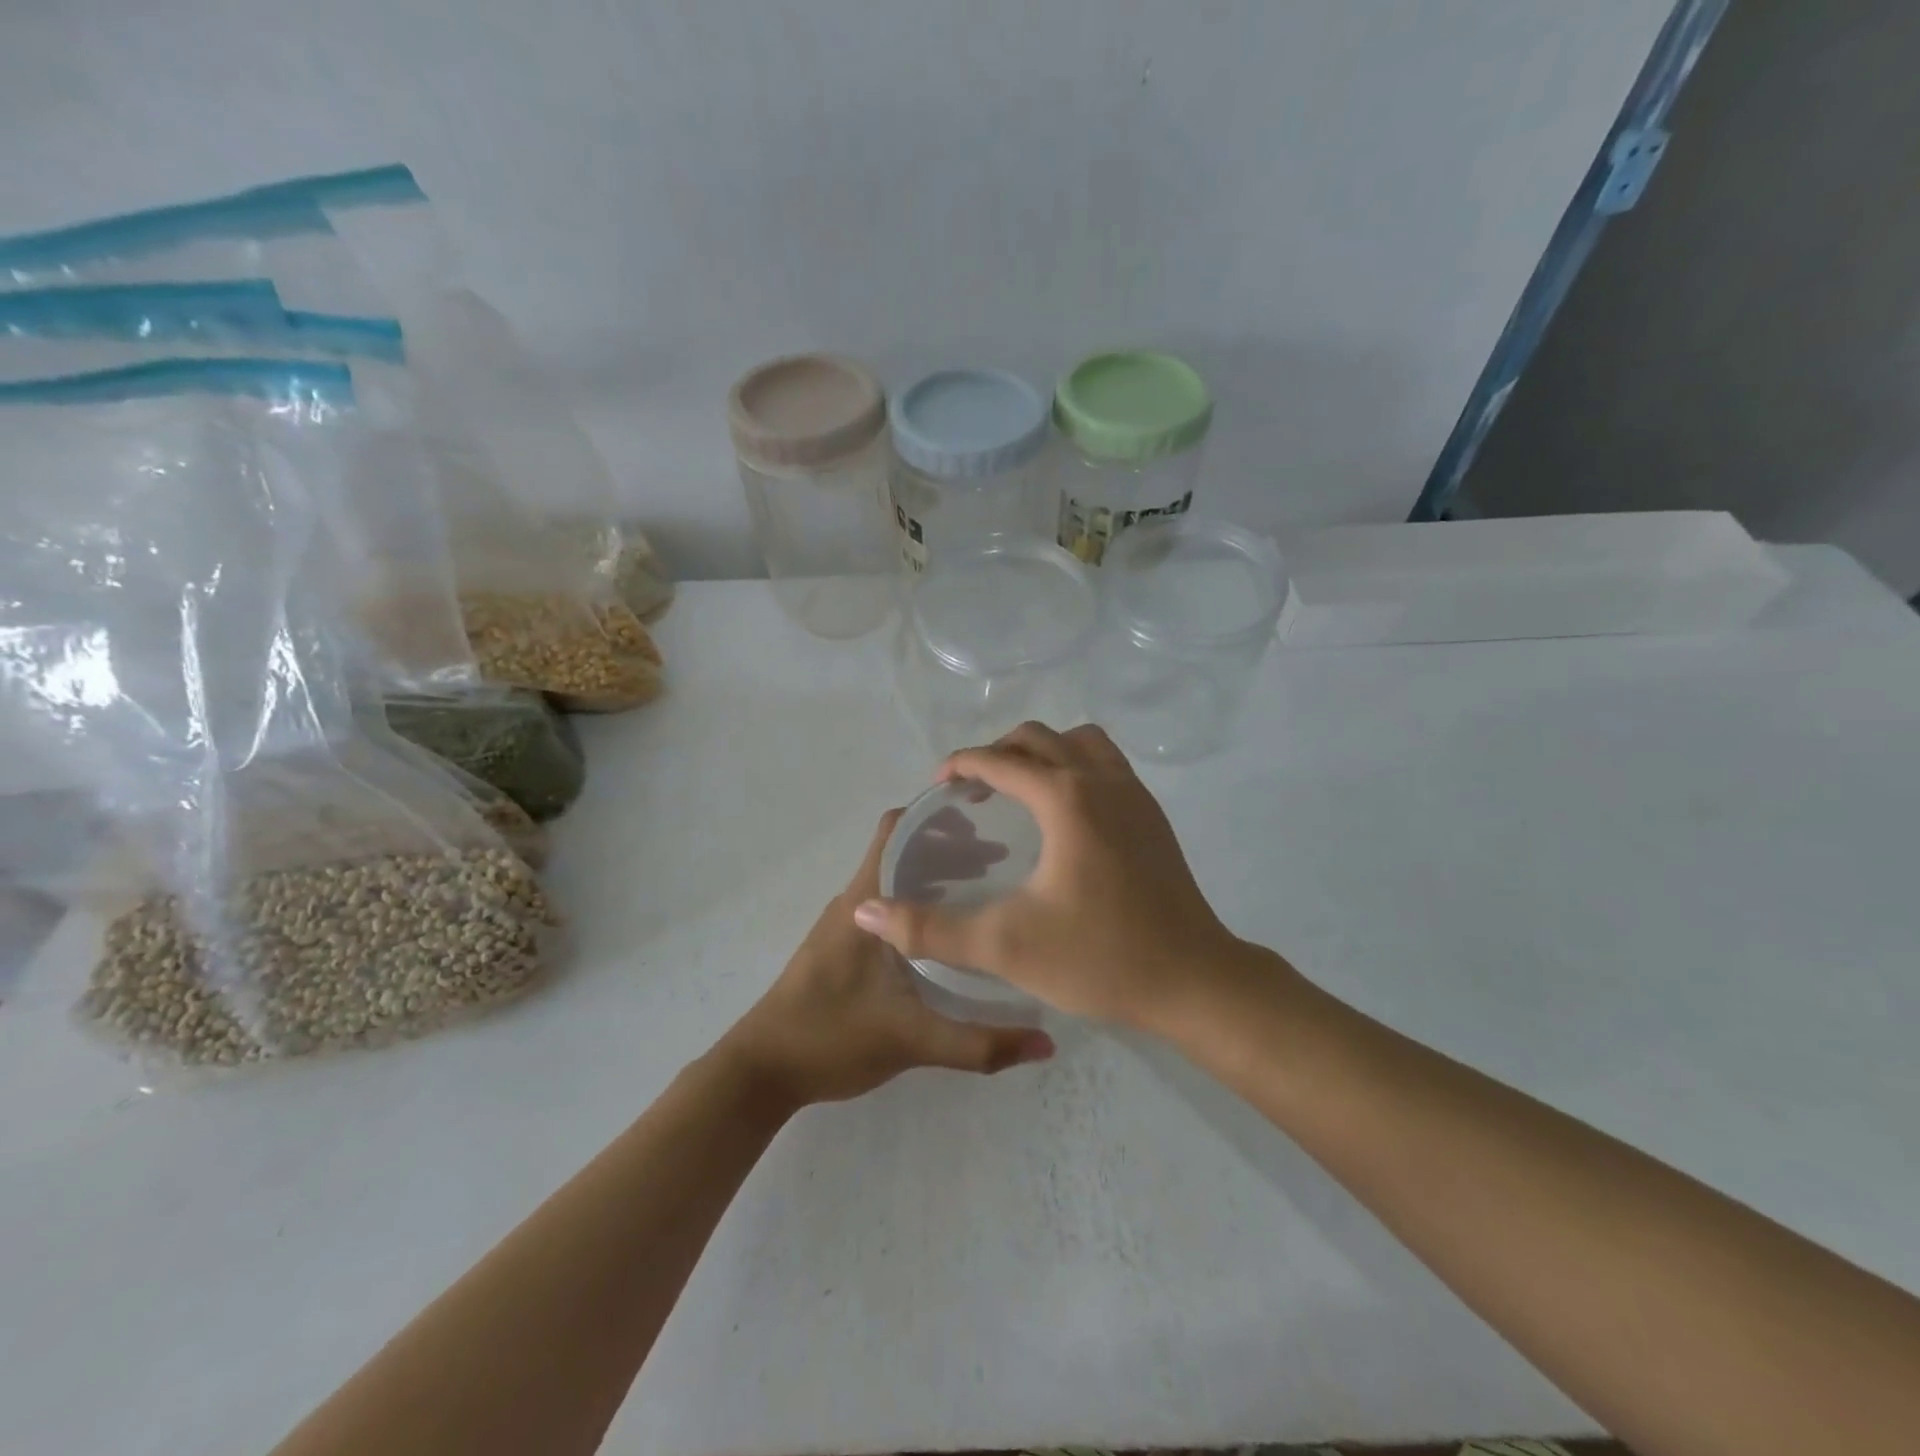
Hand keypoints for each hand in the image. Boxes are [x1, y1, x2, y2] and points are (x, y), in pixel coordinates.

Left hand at [719, 810, 1055, 1108]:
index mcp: (864, 902)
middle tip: (1005, 859)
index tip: (986, 817)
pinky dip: (919, 903)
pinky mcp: (841, 947)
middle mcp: (853, 901)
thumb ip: (980, 1044)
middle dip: (951, 846)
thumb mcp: (913, 1041)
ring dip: (936, 876)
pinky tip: (948, 934)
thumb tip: (1046, 1043)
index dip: (937, 814)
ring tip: (987, 890)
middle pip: (902, 850)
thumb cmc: (831, 1039)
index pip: (896, 829)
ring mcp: (844, 924)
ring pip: (894, 880)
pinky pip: (886, 906)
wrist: (759, 1073)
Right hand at [853, 722, 1245, 1027]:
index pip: (1000, 760)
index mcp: (1065, 798)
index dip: (961, 765)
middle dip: (998, 752)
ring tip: (1019, 788)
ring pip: (1081, 742)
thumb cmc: (1100, 958)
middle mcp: (1102, 780)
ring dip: (1043, 751)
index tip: (938, 787)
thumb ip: (931, 929)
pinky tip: (1064, 815)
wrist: (1194, 982)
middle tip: (973, 789)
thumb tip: (867, 913)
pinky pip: (1107, 764)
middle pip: (1039, 737)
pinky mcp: (1153, 816)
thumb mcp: (1005, 946)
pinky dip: (1075, 766)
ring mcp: (1135, 795)